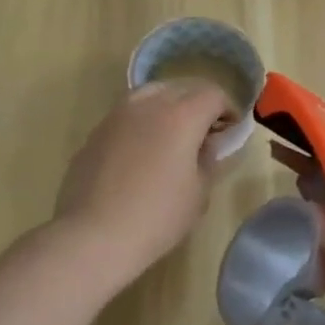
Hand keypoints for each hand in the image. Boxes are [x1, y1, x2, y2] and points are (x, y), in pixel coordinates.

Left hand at [53, 79, 236, 282]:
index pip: (213, 95)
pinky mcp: (96, 132)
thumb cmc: (157, 216)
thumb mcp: (199, 192)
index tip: (230, 131)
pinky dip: (143, 121)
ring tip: (172, 135)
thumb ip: (208, 159)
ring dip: (169, 106)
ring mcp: (118, 115)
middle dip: (200, 104)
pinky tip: (142, 151)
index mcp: (182, 115)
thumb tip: (206, 144)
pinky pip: (128, 113)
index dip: (228, 110)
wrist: (94, 236)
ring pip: (152, 93)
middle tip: (206, 132)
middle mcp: (150, 104)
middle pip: (183, 88)